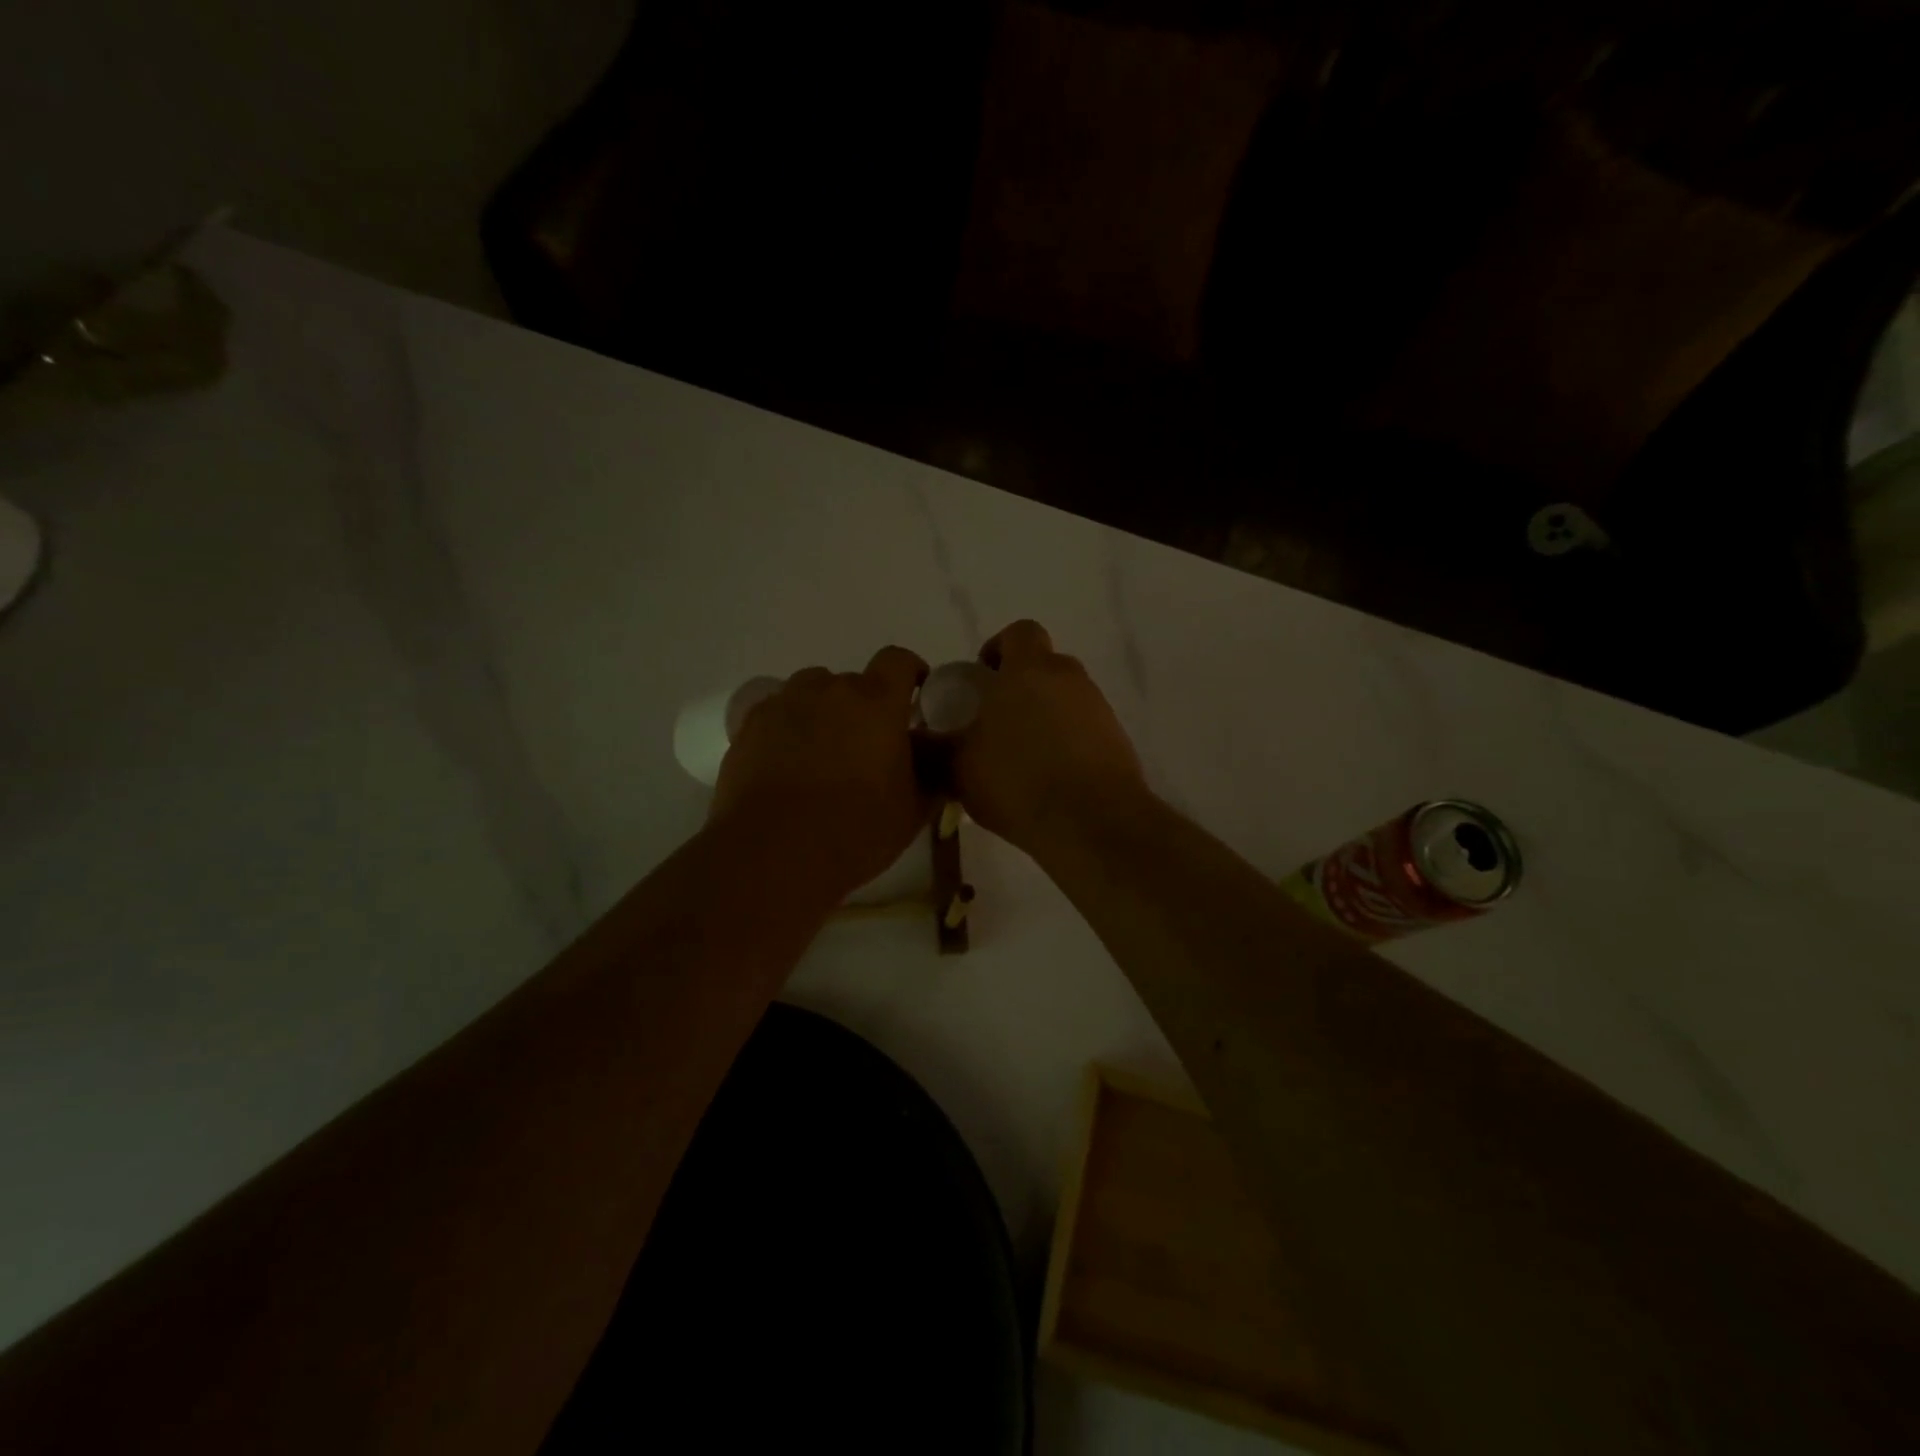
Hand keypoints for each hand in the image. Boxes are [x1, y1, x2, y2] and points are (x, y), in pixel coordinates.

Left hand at [711, 646, 930, 897]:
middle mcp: (829, 689)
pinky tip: (788, 763)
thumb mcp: (914, 808)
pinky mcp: (748, 726)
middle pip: (853, 682)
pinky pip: (777, 713)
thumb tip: (937, 754)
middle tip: (867, 746)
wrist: (774, 853)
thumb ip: (934, 772)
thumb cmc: (857, 830)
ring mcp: (784, 704)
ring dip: (823, 711)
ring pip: (811, 692)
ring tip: (823, 752)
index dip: (910, 673)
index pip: (898, 660)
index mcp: (877, 702)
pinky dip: (788, 728)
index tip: (915, 698)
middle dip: (865, 706)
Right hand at [954, 620, 1145, 853]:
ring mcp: (1098, 709)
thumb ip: (933, 746)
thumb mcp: (957, 767)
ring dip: (1044, 717)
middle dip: (1019, 687)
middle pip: (1044, 667)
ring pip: (1065, 700)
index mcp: (1029, 670)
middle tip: (994, 722)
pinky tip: (1048, 779)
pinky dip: (1066, 744)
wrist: (1092, 822)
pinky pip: (1084, 730)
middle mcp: (1069, 679)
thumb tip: (917, 740)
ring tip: (1020, 758)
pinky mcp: (1117, 740)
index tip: (981, 679)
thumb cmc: (1017, 781)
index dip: (998, 649)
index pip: (1019, 632)